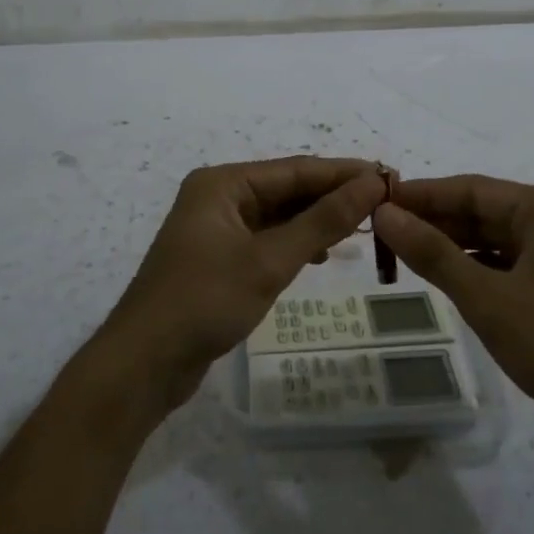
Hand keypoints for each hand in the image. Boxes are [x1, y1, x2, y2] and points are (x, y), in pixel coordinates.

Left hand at [99, 157, 388, 419]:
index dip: (343, 173)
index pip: (295, 170)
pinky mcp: (218, 258)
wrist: (144, 363)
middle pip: (286, 189)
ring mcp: (216, 229)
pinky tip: (322, 253)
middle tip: (385, 203)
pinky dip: (295, 243)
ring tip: (364, 227)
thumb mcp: (269, 260)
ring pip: (278, 216)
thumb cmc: (204, 301)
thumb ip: (322, 221)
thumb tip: (370, 184)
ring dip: (317, 220)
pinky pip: (266, 239)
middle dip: (332, 196)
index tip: (389, 176)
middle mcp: (218, 197)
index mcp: (223, 183)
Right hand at [373, 175, 533, 467]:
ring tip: (408, 258)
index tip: (377, 202)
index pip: (472, 189)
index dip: (422, 195)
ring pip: (501, 241)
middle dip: (437, 222)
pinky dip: (483, 270)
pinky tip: (453, 282)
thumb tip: (384, 214)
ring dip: (457, 248)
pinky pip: (518, 265)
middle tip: (385, 235)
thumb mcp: (486, 298)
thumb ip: (432, 253)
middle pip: (487, 212)